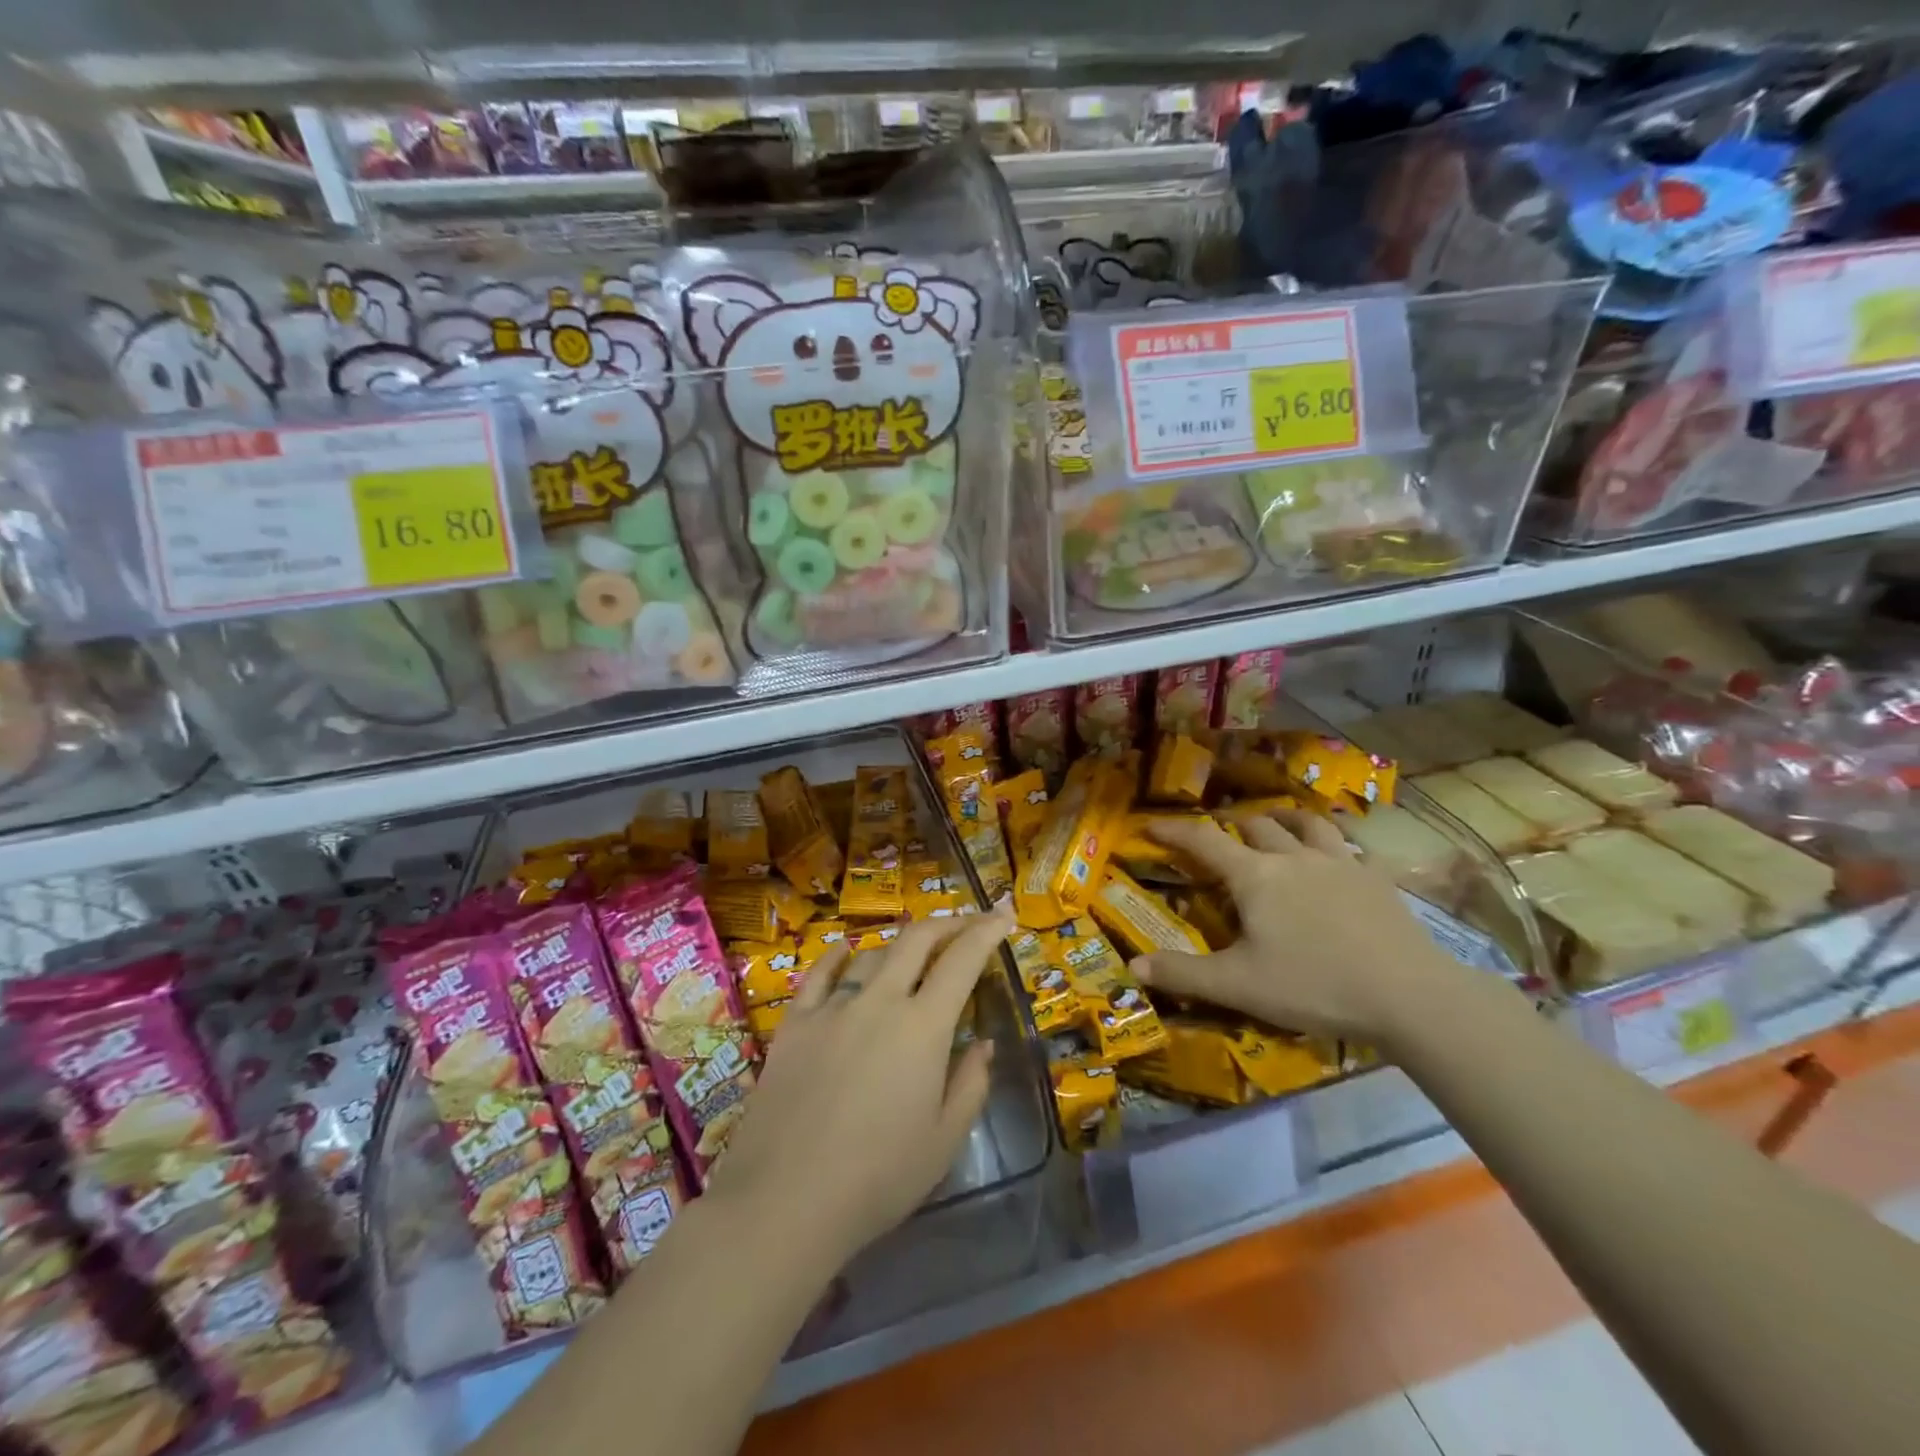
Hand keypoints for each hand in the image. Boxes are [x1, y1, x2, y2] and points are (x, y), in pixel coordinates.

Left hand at [704, 909, 1010, 1271]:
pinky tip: (847, 950)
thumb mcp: (944, 1141)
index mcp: (923, 1027)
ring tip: (912, 952)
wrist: (785, 1200)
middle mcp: (880, 1001)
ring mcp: (832, 1007)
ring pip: (872, 954)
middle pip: (916, 940)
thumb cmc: (878, 1178)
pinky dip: (839, 955)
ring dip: (899, 945)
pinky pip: (819, 973)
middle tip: (966, 924)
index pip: (962, 960)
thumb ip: (970, 1084)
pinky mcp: (794, 1023)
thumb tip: (981, 1043)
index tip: (1002, 915)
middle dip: (947, 924)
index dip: (985, 931)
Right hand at [1136, 811, 1473, 1046]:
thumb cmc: (1313, 986)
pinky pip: (1354, 848)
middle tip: (1220, 836)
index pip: (1204, 841)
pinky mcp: (1378, 879)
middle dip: (1232, 826)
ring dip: (1286, 819)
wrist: (1408, 996)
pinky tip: (1341, 857)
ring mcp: (1341, 863)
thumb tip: (1132, 967)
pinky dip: (1338, 844)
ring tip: (1277, 822)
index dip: (1174, 830)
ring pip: (1308, 824)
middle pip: (1257, 826)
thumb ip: (1183, 974)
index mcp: (1255, 877)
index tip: (1151, 824)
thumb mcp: (1238, 986)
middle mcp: (1294, 857)